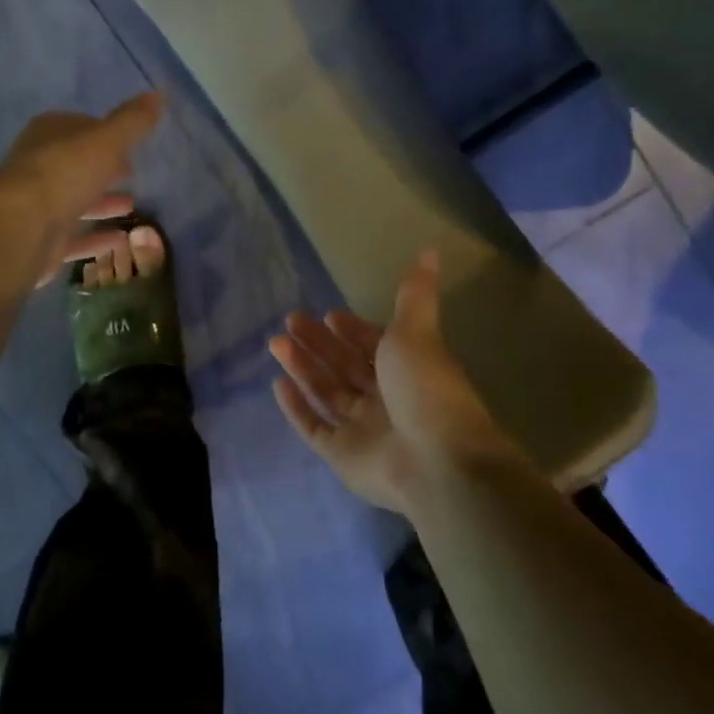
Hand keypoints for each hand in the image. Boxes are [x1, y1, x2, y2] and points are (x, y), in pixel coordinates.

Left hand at [0, 92, 163, 286]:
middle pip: (77, 165)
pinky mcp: (42, 240)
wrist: (21, 228)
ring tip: (132, 206)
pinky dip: (96, 237)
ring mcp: (38, 205)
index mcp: (48, 134)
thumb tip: (159, 93)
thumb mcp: (106, 140)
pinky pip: (74, 236)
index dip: (104, 133)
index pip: (79, 126)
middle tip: (132, 173)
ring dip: (102, 203)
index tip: (129, 143)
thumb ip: (132, 121)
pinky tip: (120, 240)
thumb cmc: (63, 174)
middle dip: (103, 169)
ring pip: (75, 201)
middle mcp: (39, 166)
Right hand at [270, 251, 517, 514]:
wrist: (438, 462)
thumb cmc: (426, 389)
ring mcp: (363, 429)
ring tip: (276, 343)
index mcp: (406, 370)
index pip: (373, 346)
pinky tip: (278, 384)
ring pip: (326, 392)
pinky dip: (296, 407)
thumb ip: (414, 294)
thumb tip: (431, 251)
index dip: (352, 330)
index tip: (327, 314)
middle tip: (289, 321)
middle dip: (318, 343)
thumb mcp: (417, 332)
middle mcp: (385, 398)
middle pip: (345, 367)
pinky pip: (314, 427)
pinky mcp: (342, 455)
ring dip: (302, 367)